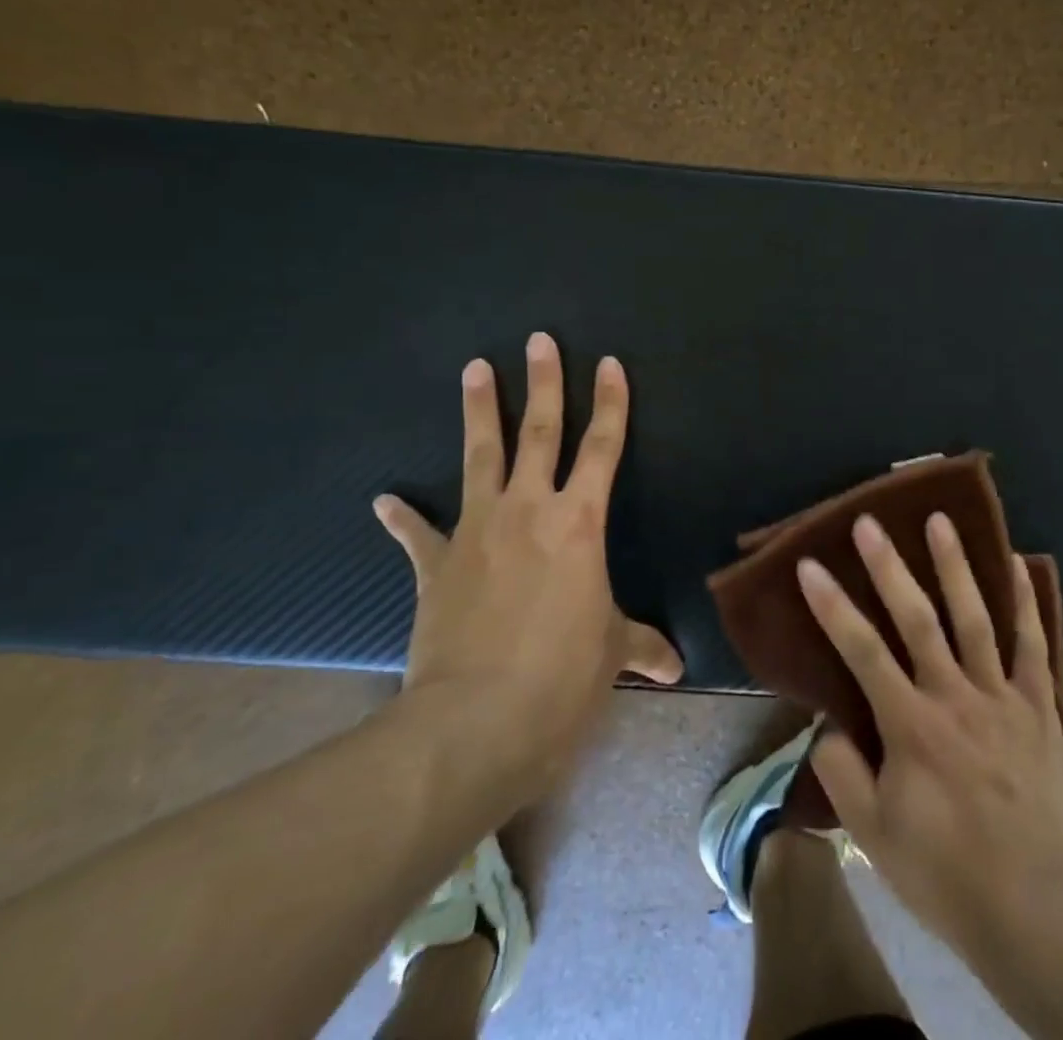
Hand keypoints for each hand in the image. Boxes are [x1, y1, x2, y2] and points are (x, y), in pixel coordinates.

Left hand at [373, 334, 681, 807]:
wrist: (477, 721)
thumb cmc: (562, 676)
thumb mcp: (611, 654)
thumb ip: (641, 646)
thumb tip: (676, 668)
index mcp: (579, 522)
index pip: (603, 447)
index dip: (611, 403)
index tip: (609, 363)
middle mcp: (529, 510)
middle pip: (539, 433)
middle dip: (543, 383)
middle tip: (538, 340)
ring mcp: (477, 531)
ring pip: (480, 457)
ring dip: (479, 411)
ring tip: (474, 368)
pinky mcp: (436, 566)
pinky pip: (419, 534)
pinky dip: (404, 517)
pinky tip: (386, 498)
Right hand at [798, 514, 1062, 1033]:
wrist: (1034, 907)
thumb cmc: (945, 870)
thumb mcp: (875, 833)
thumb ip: (843, 772)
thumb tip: (829, 725)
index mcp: (910, 724)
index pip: (862, 651)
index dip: (832, 605)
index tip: (809, 565)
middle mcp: (954, 696)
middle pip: (917, 618)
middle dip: (889, 566)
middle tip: (869, 522)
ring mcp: (1001, 696)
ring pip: (975, 618)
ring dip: (955, 565)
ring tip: (939, 520)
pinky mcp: (1038, 707)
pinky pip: (1033, 645)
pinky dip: (1024, 602)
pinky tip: (1017, 563)